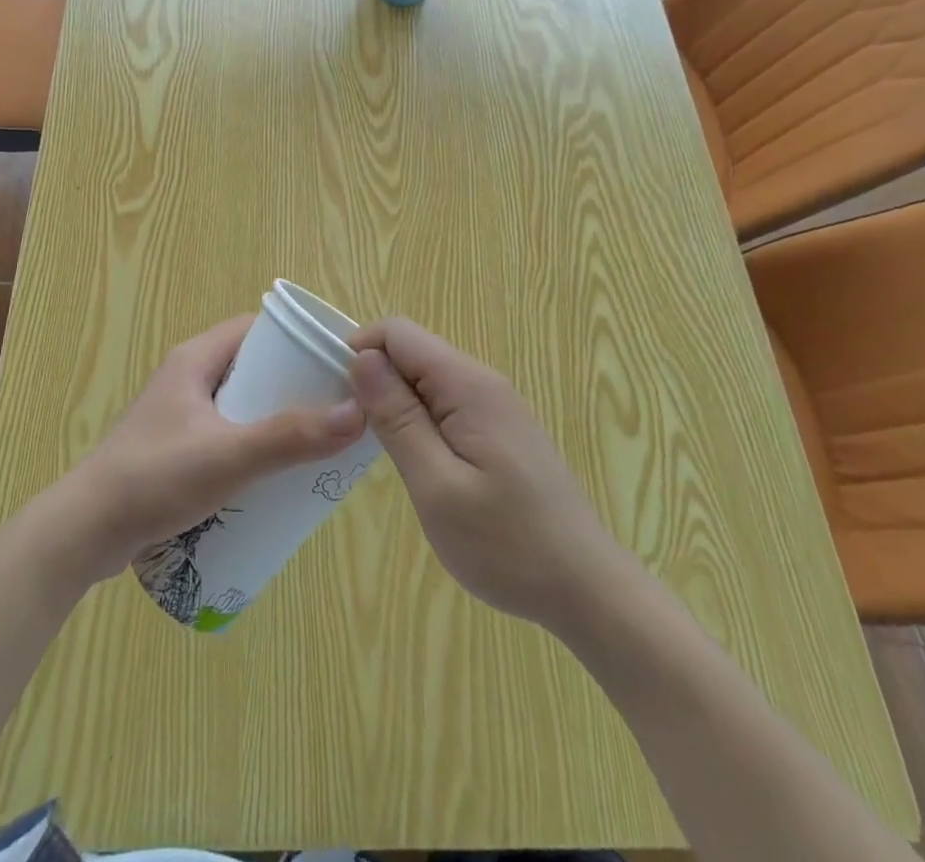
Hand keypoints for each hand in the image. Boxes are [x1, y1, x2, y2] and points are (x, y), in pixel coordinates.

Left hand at [58, 315, 366, 579]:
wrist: (85, 533)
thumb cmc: (154, 479)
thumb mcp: (227, 456)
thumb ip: (289, 437)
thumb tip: (357, 413)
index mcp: (195, 359)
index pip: (255, 328)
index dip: (295, 340)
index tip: (334, 364)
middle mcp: (187, 378)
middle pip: (252, 368)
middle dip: (292, 387)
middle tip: (333, 412)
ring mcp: (180, 415)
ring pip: (240, 405)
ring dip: (274, 420)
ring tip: (314, 445)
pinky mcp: (176, 449)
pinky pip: (226, 434)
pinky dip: (253, 445)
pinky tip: (275, 476)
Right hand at [348, 318, 620, 629]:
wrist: (587, 591)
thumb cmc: (507, 544)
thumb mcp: (437, 485)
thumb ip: (397, 418)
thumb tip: (361, 359)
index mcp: (468, 385)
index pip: (398, 333)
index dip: (360, 351)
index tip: (336, 396)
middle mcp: (483, 383)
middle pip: (412, 352)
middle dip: (375, 379)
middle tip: (353, 432)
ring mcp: (495, 407)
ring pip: (427, 380)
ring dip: (395, 403)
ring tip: (379, 451)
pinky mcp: (499, 431)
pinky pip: (446, 405)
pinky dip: (419, 421)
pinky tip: (414, 462)